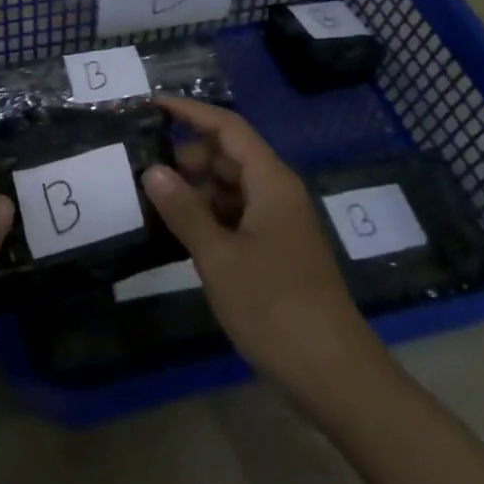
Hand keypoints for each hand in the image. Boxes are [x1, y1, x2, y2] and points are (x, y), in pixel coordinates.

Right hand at [141, 96, 385, 400]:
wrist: (336, 378)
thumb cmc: (276, 308)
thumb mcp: (220, 258)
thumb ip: (184, 210)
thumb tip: (152, 170)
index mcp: (271, 182)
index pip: (227, 127)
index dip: (191, 112)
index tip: (153, 106)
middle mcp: (278, 193)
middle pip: (228, 156)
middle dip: (188, 158)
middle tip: (147, 175)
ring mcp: (279, 224)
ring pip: (231, 188)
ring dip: (196, 191)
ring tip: (156, 205)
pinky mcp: (277, 252)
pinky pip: (237, 216)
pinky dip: (210, 217)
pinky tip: (183, 236)